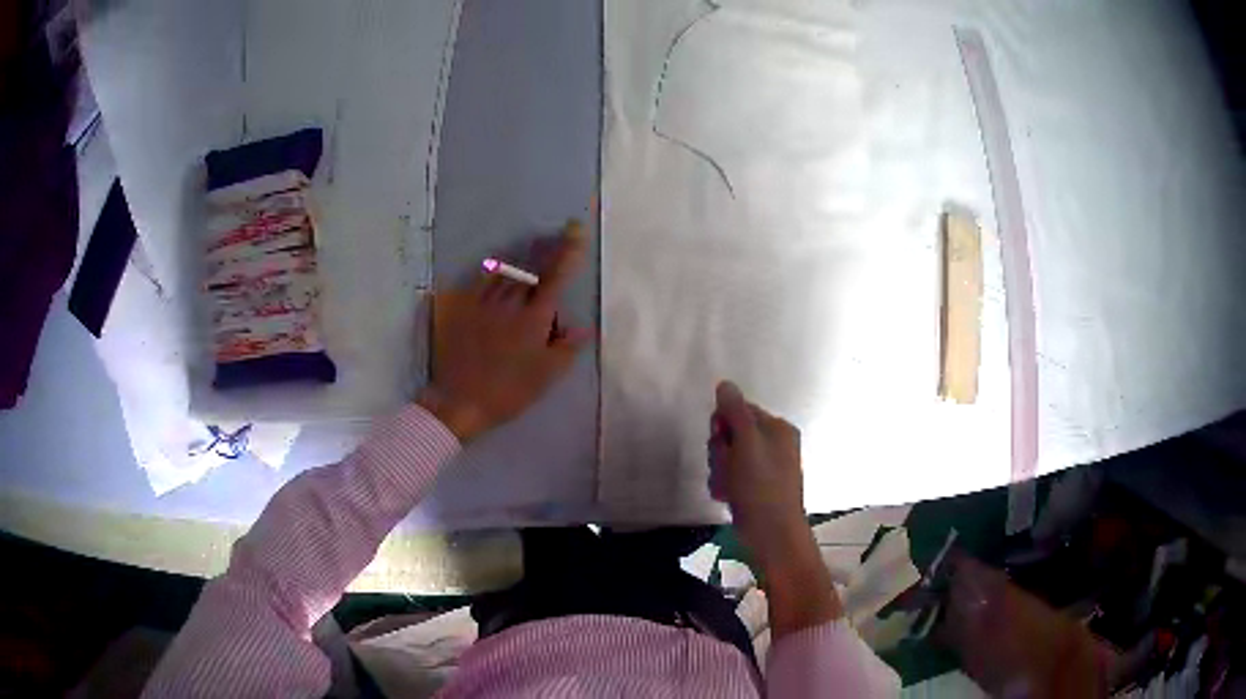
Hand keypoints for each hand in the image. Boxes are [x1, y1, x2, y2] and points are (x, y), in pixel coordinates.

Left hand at [419, 221, 591, 441]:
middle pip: (530, 269)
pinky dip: (493, 272)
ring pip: (506, 272)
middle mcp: (509, 302)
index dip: (567, 251)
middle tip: (553, 239)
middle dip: (544, 252)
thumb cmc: (509, 391)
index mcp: (534, 317)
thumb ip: (567, 348)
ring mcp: (483, 303)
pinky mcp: (462, 310)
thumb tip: (583, 327)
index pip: (555, 276)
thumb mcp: (546, 376)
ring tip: (528, 253)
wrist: (460, 400)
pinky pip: (480, 282)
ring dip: (521, 261)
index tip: (574, 229)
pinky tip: (496, 271)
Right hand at [710, 381, 842, 633]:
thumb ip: (734, 412)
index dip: (723, 426)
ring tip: (726, 487)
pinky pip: (733, 475)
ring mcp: (767, 467)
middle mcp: (775, 444)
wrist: (773, 535)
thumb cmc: (761, 487)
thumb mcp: (746, 444)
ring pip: (728, 457)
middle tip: (725, 469)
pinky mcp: (758, 487)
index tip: (721, 443)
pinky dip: (726, 484)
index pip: (739, 410)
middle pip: (731, 434)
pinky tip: (726, 496)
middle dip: (720, 451)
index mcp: (778, 428)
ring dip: (720, 470)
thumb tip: (725, 383)